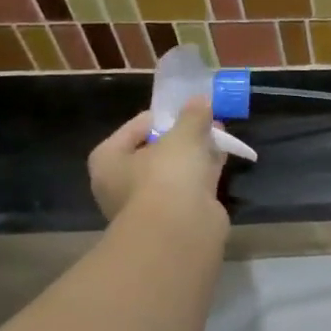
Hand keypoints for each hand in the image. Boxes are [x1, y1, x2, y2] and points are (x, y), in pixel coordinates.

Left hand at [88, 99, 228, 230]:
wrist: (180, 230)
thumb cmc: (167, 175)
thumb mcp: (183, 135)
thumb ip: (192, 116)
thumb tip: (201, 100)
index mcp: (108, 160)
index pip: (135, 128)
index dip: (164, 116)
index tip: (189, 110)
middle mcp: (121, 183)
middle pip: (155, 151)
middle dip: (182, 136)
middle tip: (206, 122)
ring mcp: (147, 203)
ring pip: (174, 170)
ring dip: (195, 155)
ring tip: (219, 137)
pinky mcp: (172, 217)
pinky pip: (189, 187)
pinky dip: (203, 174)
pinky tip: (222, 161)